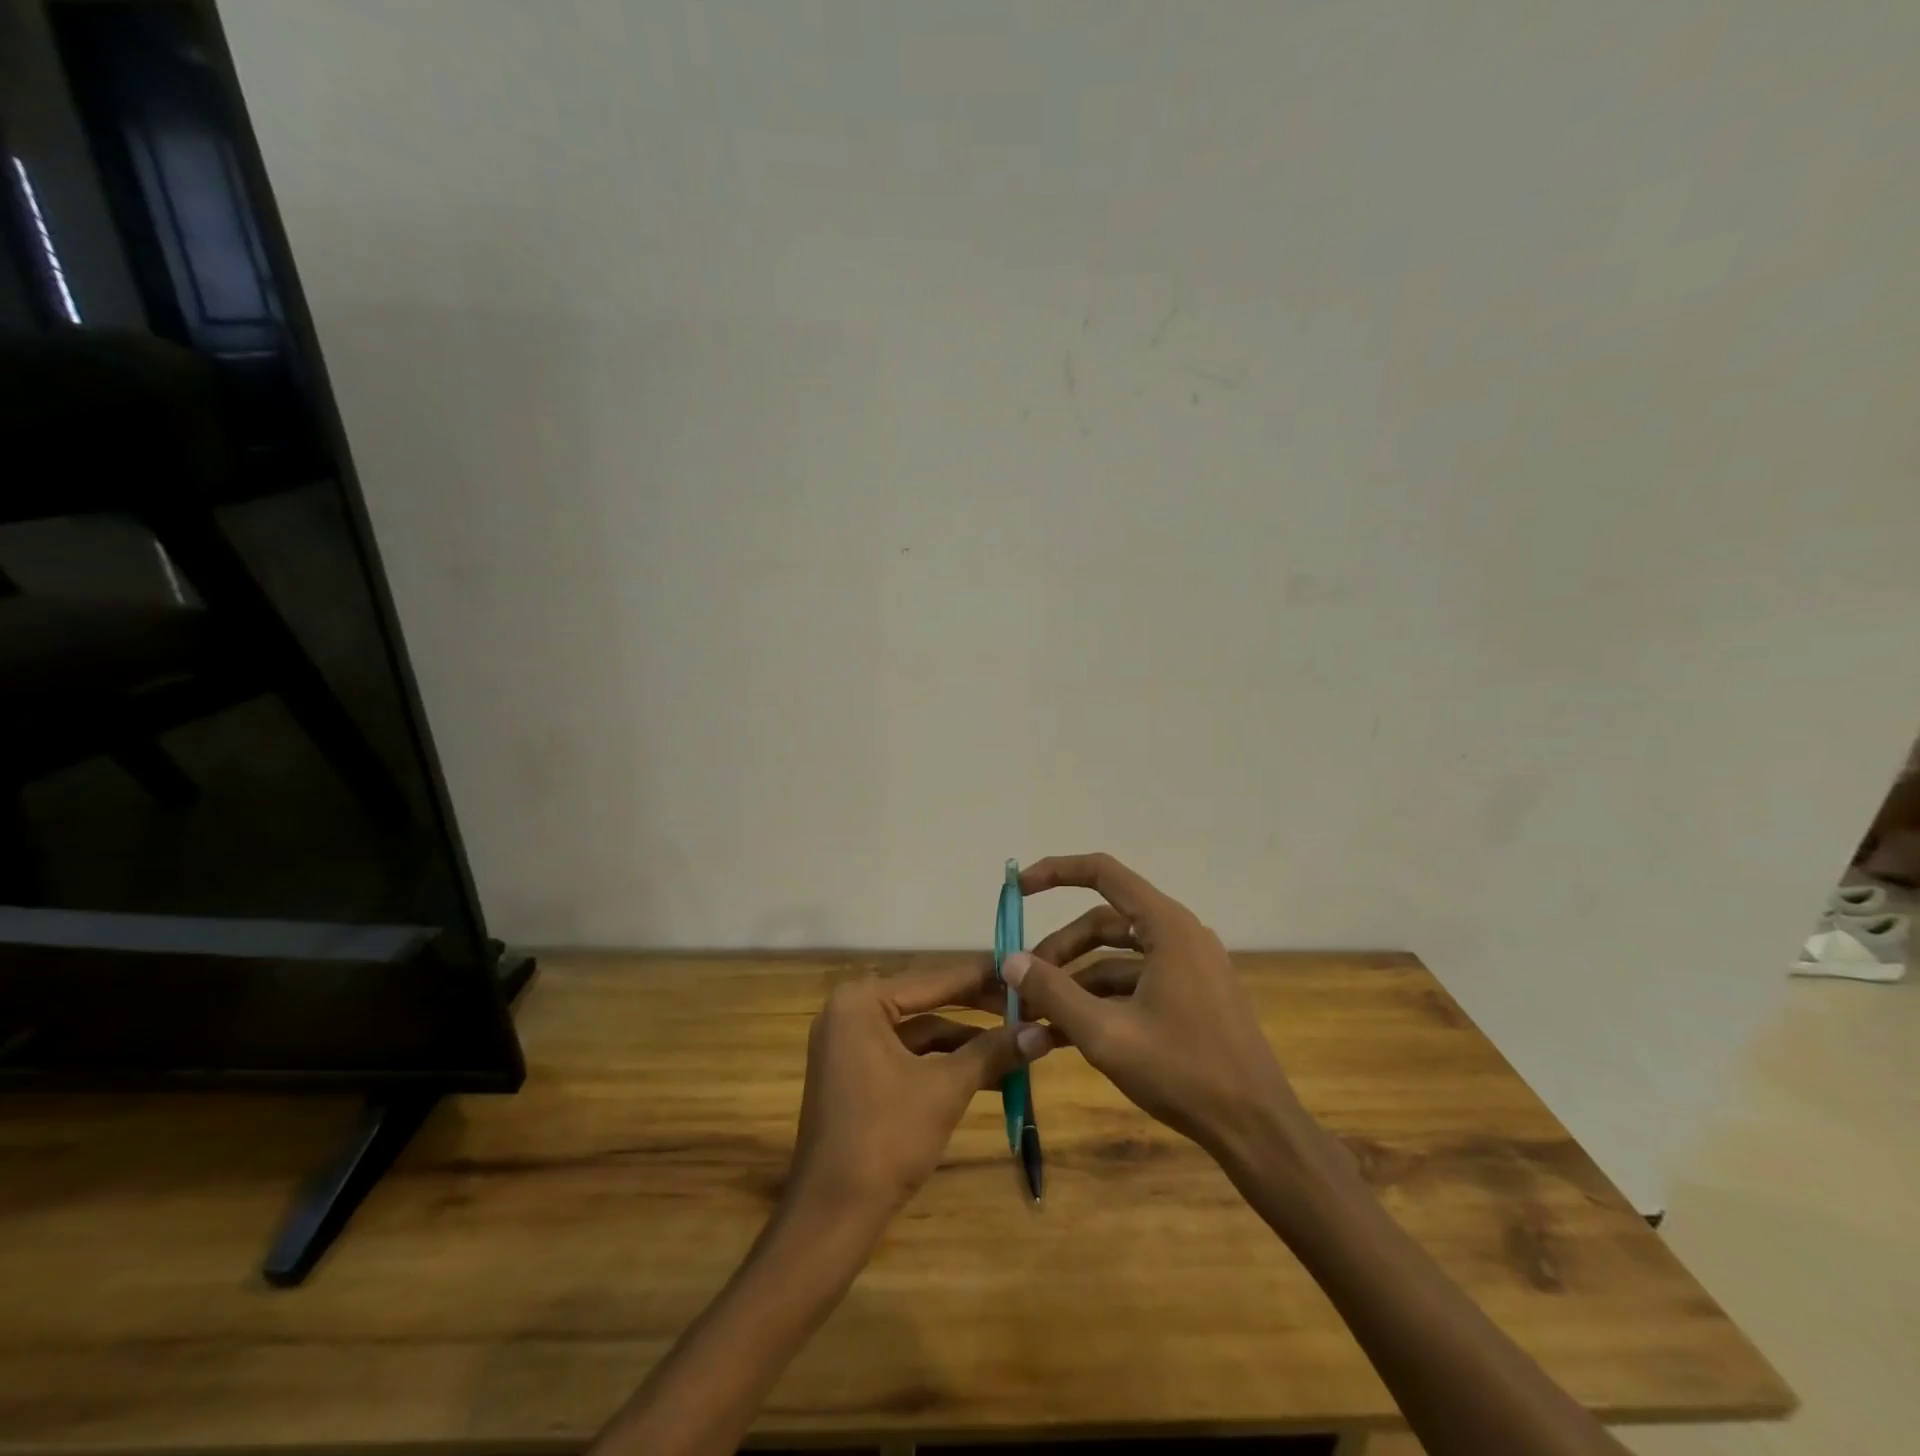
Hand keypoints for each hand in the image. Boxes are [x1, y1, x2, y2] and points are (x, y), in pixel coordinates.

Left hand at [787, 961, 1055, 1218]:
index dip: (984, 976)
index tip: (1025, 969)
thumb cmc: (886, 1140)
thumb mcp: (945, 1089)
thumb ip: (993, 1052)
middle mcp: (851, 1010)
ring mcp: (850, 1042)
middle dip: (978, 1009)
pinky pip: (908, 1054)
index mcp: (861, 1001)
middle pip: (928, 1000)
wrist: (831, 1216)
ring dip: (966, 1040)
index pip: (935, 978)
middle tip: (1028, 1004)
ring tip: (1018, 1041)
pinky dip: (944, 1061)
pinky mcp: (857, 1072)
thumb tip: (1044, 1031)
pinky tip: (988, 1071)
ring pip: (921, 1030)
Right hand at [1004, 853, 1308, 1160]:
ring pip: (1117, 955)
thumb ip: (1053, 992)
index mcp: (1166, 926)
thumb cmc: (1183, 1073)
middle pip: (1104, 922)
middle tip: (1024, 983)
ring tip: (1038, 1014)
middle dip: (1060, 949)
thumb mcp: (1106, 1034)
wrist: (1256, 1129)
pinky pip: (1135, 980)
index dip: (1056, 872)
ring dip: (1076, 978)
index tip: (1018, 889)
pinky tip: (1068, 1032)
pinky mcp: (1192, 995)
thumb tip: (1010, 959)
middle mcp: (1179, 934)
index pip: (1103, 872)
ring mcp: (1188, 966)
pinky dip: (1102, 997)